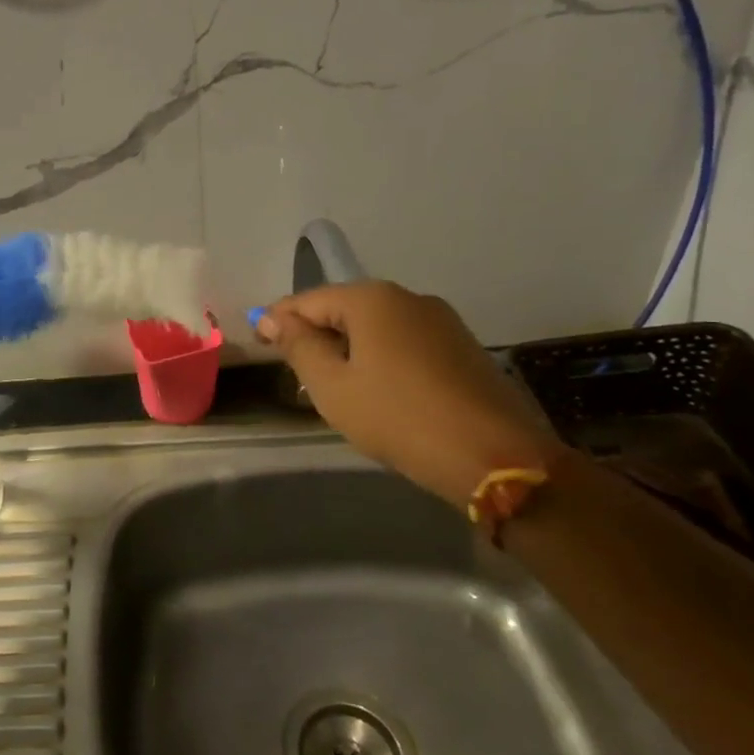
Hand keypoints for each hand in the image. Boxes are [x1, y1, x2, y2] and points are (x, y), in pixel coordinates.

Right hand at [256, 280, 561, 505]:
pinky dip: (380, 356)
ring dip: (348, 347)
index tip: (258, 343)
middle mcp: (408, 298)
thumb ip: (299, 347)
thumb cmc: (398, 418)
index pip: (309, 300)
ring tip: (332, 383)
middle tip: (294, 369)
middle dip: (315, 333)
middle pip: (344, 308)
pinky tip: (375, 388)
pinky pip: (405, 341)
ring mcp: (441, 321)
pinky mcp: (462, 346)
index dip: (278, 319)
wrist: (495, 456)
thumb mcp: (333, 387)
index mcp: (372, 299)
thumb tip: (273, 319)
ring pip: (377, 326)